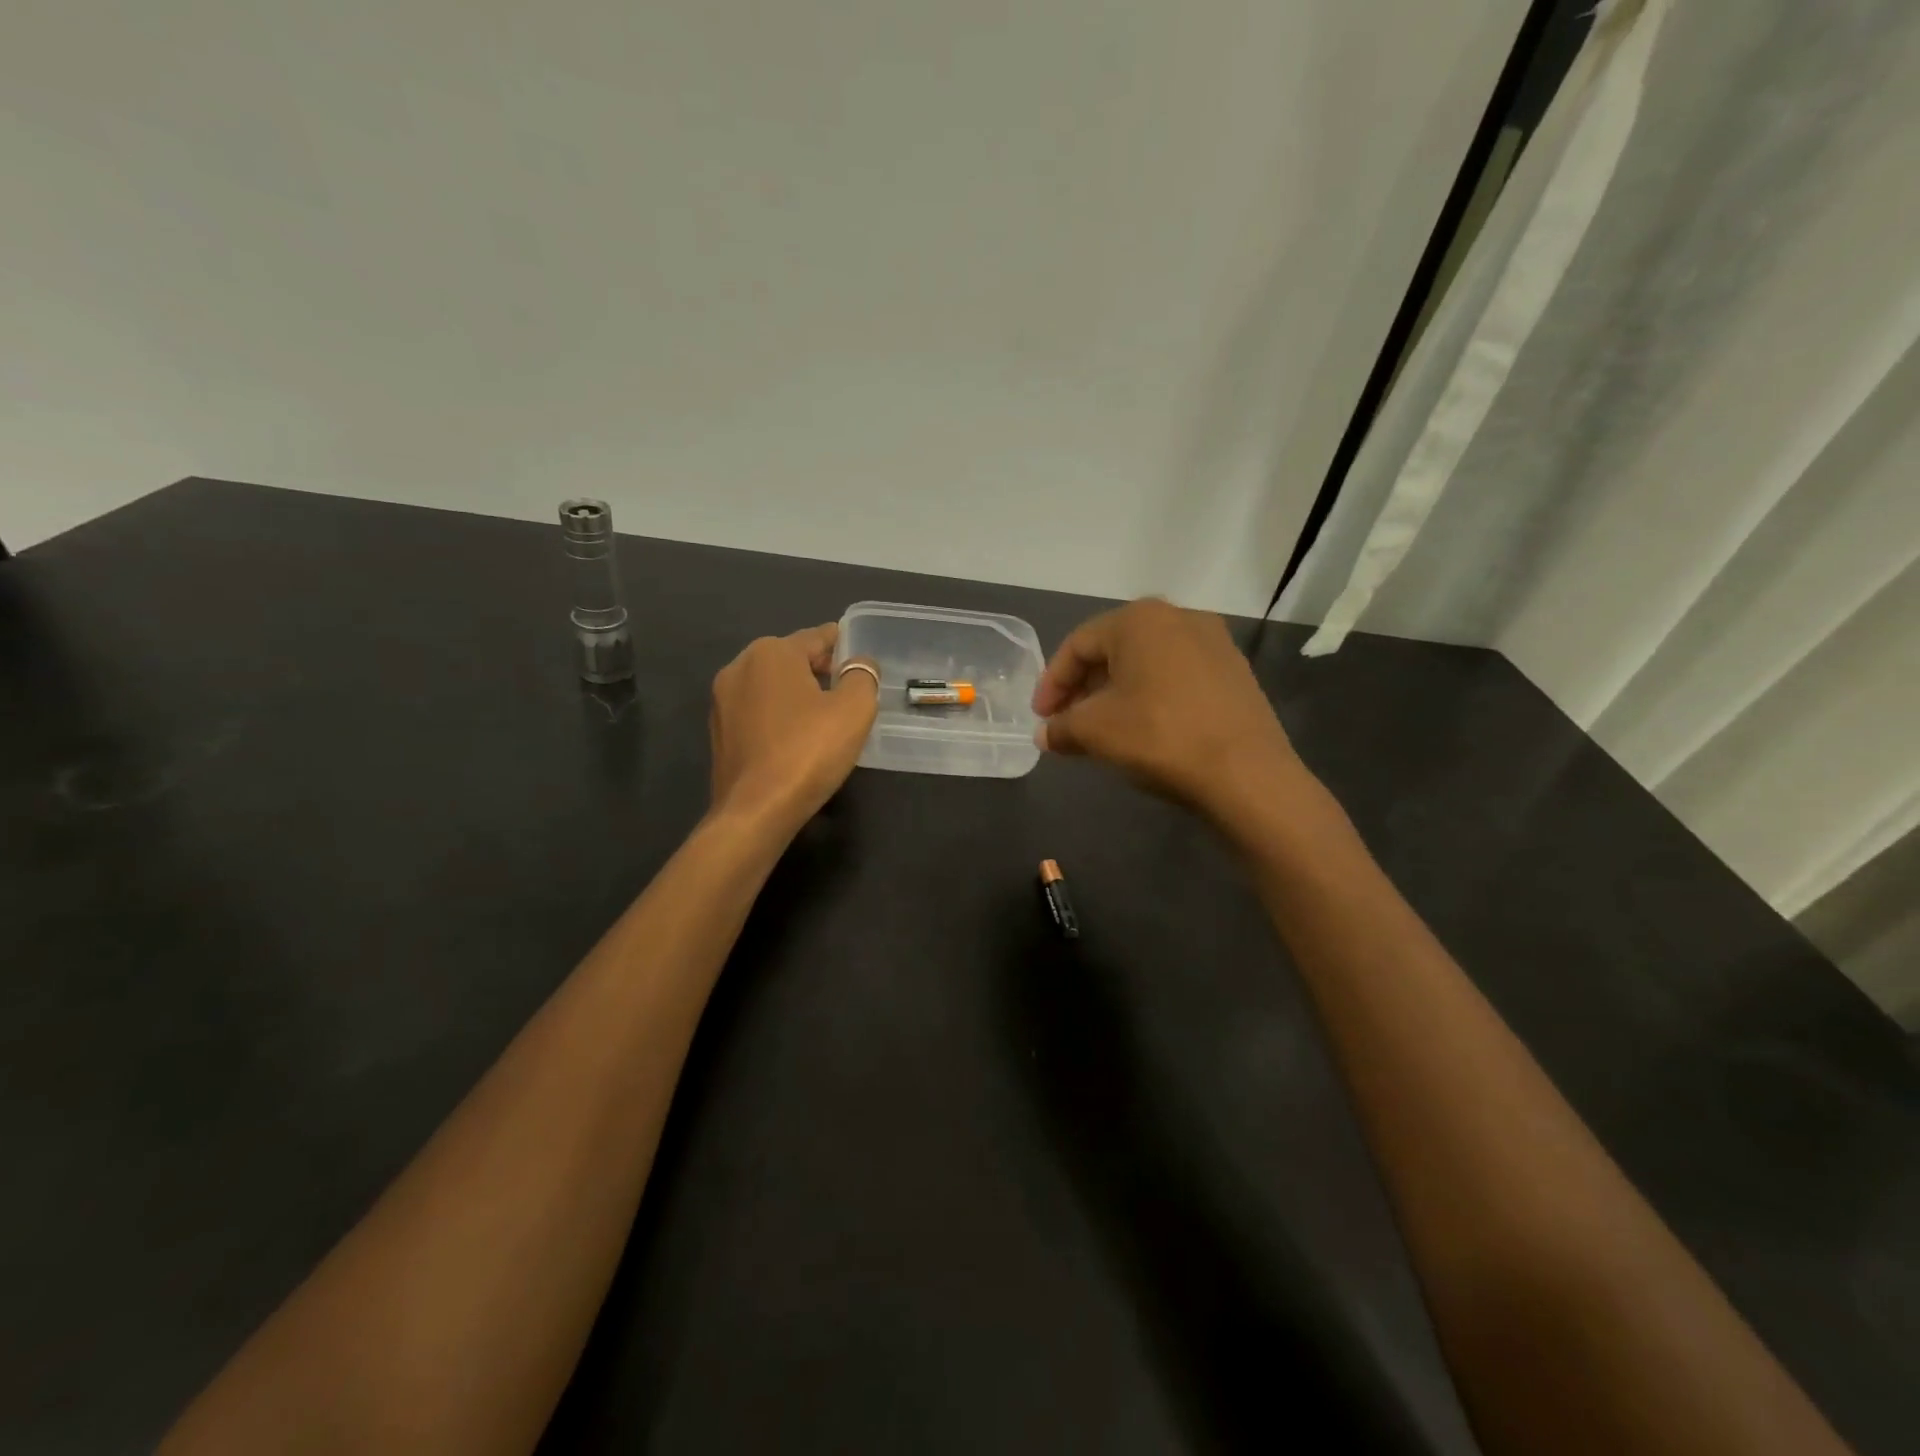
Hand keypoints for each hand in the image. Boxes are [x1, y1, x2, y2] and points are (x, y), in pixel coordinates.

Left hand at [709, 624, 877, 834]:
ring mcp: (722, 701)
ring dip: (798, 694)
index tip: (861, 657)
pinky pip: (758, 713)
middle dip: (821, 670)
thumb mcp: (854, 709)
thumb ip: (862, 676)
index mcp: (771, 652)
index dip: (843, 645)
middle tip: (850, 690)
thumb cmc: (808, 751)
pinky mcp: (719, 733)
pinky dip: (779, 717)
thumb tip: (860, 663)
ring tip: (826, 716)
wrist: (756, 810)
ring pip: (772, 687)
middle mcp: (739, 667)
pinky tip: (797, 739)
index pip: (817, 637)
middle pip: (792, 659)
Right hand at [1032, 599, 1309, 825]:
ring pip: (1147, 664)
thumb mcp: (1095, 731)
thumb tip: (1045, 734)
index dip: (1052, 682)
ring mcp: (1214, 643)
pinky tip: (1145, 730)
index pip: (1078, 644)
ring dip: (1116, 693)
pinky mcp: (1235, 673)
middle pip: (1113, 650)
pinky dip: (1151, 697)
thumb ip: (1061, 727)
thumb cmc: (1159, 736)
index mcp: (1139, 619)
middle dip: (1084, 688)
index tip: (1041, 718)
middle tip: (1067, 722)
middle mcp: (1179, 617)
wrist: (1247, 773)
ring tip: (1102, 729)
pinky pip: (1177, 677)